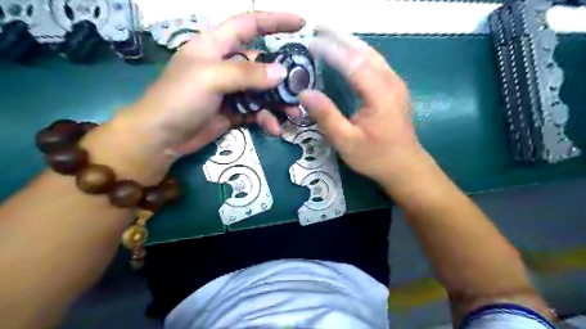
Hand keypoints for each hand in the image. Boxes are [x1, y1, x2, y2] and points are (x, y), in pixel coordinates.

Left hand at [117, 11, 303, 154]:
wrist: (162, 138)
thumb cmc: (179, 99)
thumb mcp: (211, 78)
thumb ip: (246, 74)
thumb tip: (281, 73)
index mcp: (216, 46)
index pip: (249, 25)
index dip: (275, 22)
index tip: (300, 24)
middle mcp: (226, 65)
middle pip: (262, 64)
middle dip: (283, 77)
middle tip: (301, 89)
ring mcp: (231, 90)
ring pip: (263, 91)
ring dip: (279, 103)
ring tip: (294, 115)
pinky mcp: (233, 111)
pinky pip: (256, 111)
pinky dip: (266, 119)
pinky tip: (273, 128)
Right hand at [302, 28, 434, 192]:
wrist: (405, 167)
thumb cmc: (375, 157)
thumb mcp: (346, 141)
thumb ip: (326, 116)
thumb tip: (304, 93)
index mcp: (380, 94)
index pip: (353, 62)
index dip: (331, 50)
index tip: (310, 43)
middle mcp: (391, 82)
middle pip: (365, 51)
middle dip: (341, 36)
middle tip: (317, 28)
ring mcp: (395, 84)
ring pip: (372, 54)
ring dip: (350, 42)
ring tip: (329, 35)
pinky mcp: (394, 89)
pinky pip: (375, 63)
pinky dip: (359, 53)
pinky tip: (347, 54)